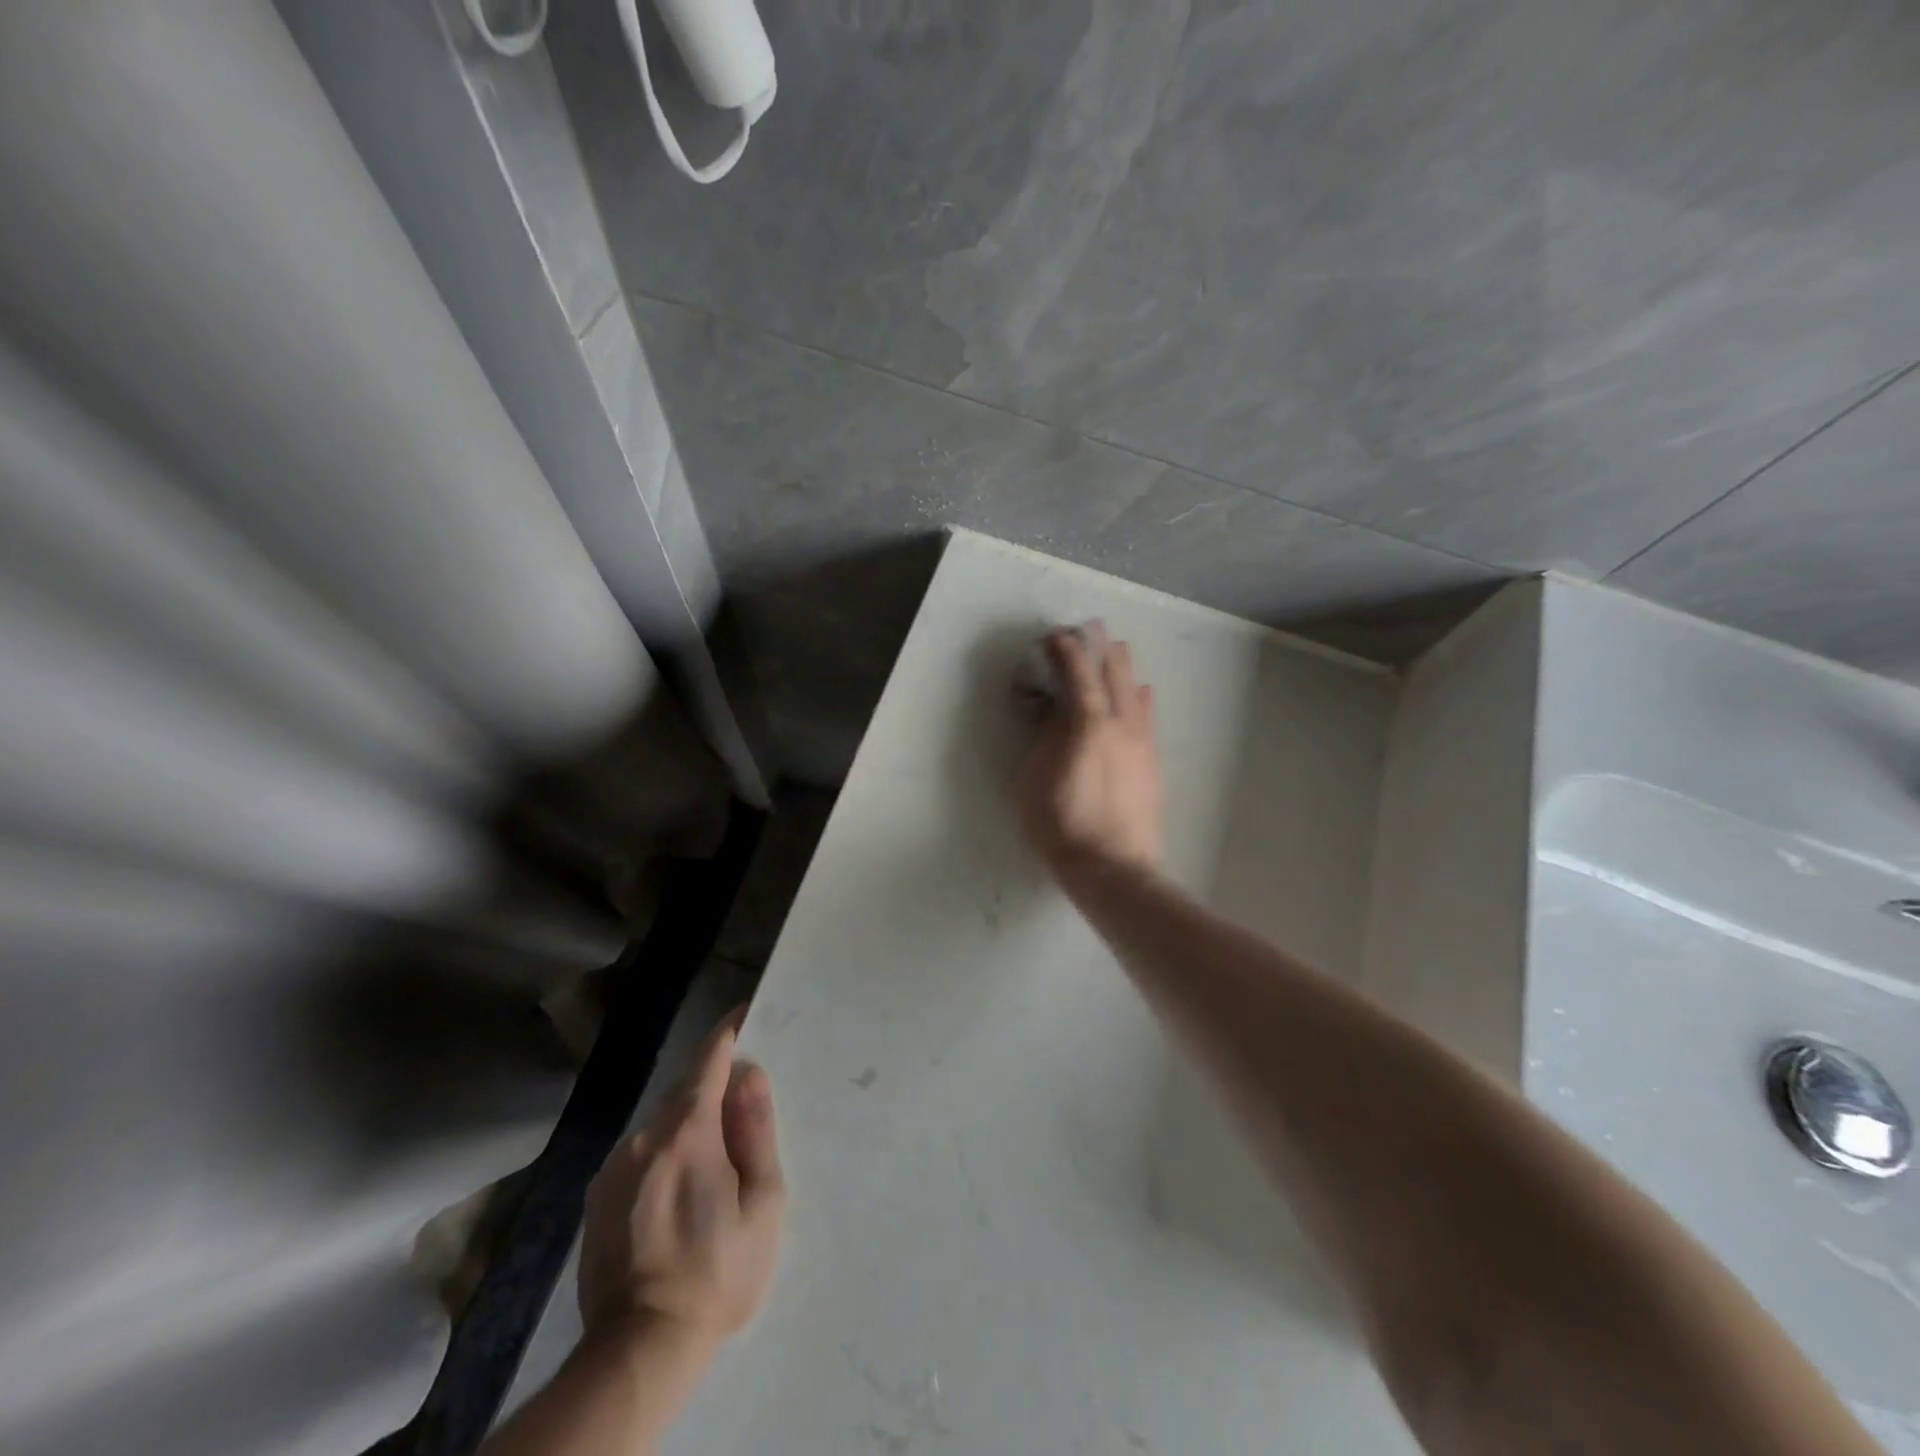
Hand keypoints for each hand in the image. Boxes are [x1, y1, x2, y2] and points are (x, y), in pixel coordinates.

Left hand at [578, 1013, 785, 1352]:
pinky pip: (640, 1154)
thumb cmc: (718, 1272)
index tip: (745, 1013)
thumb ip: (756, 1131)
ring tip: (714, 1161)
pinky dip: (664, 1153)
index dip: (728, 1032)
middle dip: (714, 1087)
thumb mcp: (762, 1203)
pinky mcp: (597, 1197)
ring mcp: (613, 1168)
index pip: (708, 1060)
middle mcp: (643, 1138)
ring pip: (661, 1124)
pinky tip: (678, 1191)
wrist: (640, 1349)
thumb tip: (750, 1074)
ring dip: (688, 1125)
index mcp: (686, 1133)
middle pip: (685, 1091)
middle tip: (744, 1106)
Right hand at [1016, 626, 1164, 885]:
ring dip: (1123, 669)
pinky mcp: (1152, 764)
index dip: (1066, 651)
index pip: (1078, 674)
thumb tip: (1055, 711)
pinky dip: (1141, 698)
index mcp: (1088, 724)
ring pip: (1136, 693)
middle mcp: (1121, 725)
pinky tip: (1142, 694)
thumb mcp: (1033, 780)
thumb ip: (1045, 738)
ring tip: (1117, 651)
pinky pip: (1148, 718)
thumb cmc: (1061, 825)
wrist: (1113, 868)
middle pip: (1113, 675)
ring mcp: (1141, 744)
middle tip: (1090, 631)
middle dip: (1100, 649)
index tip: (1055, 636)